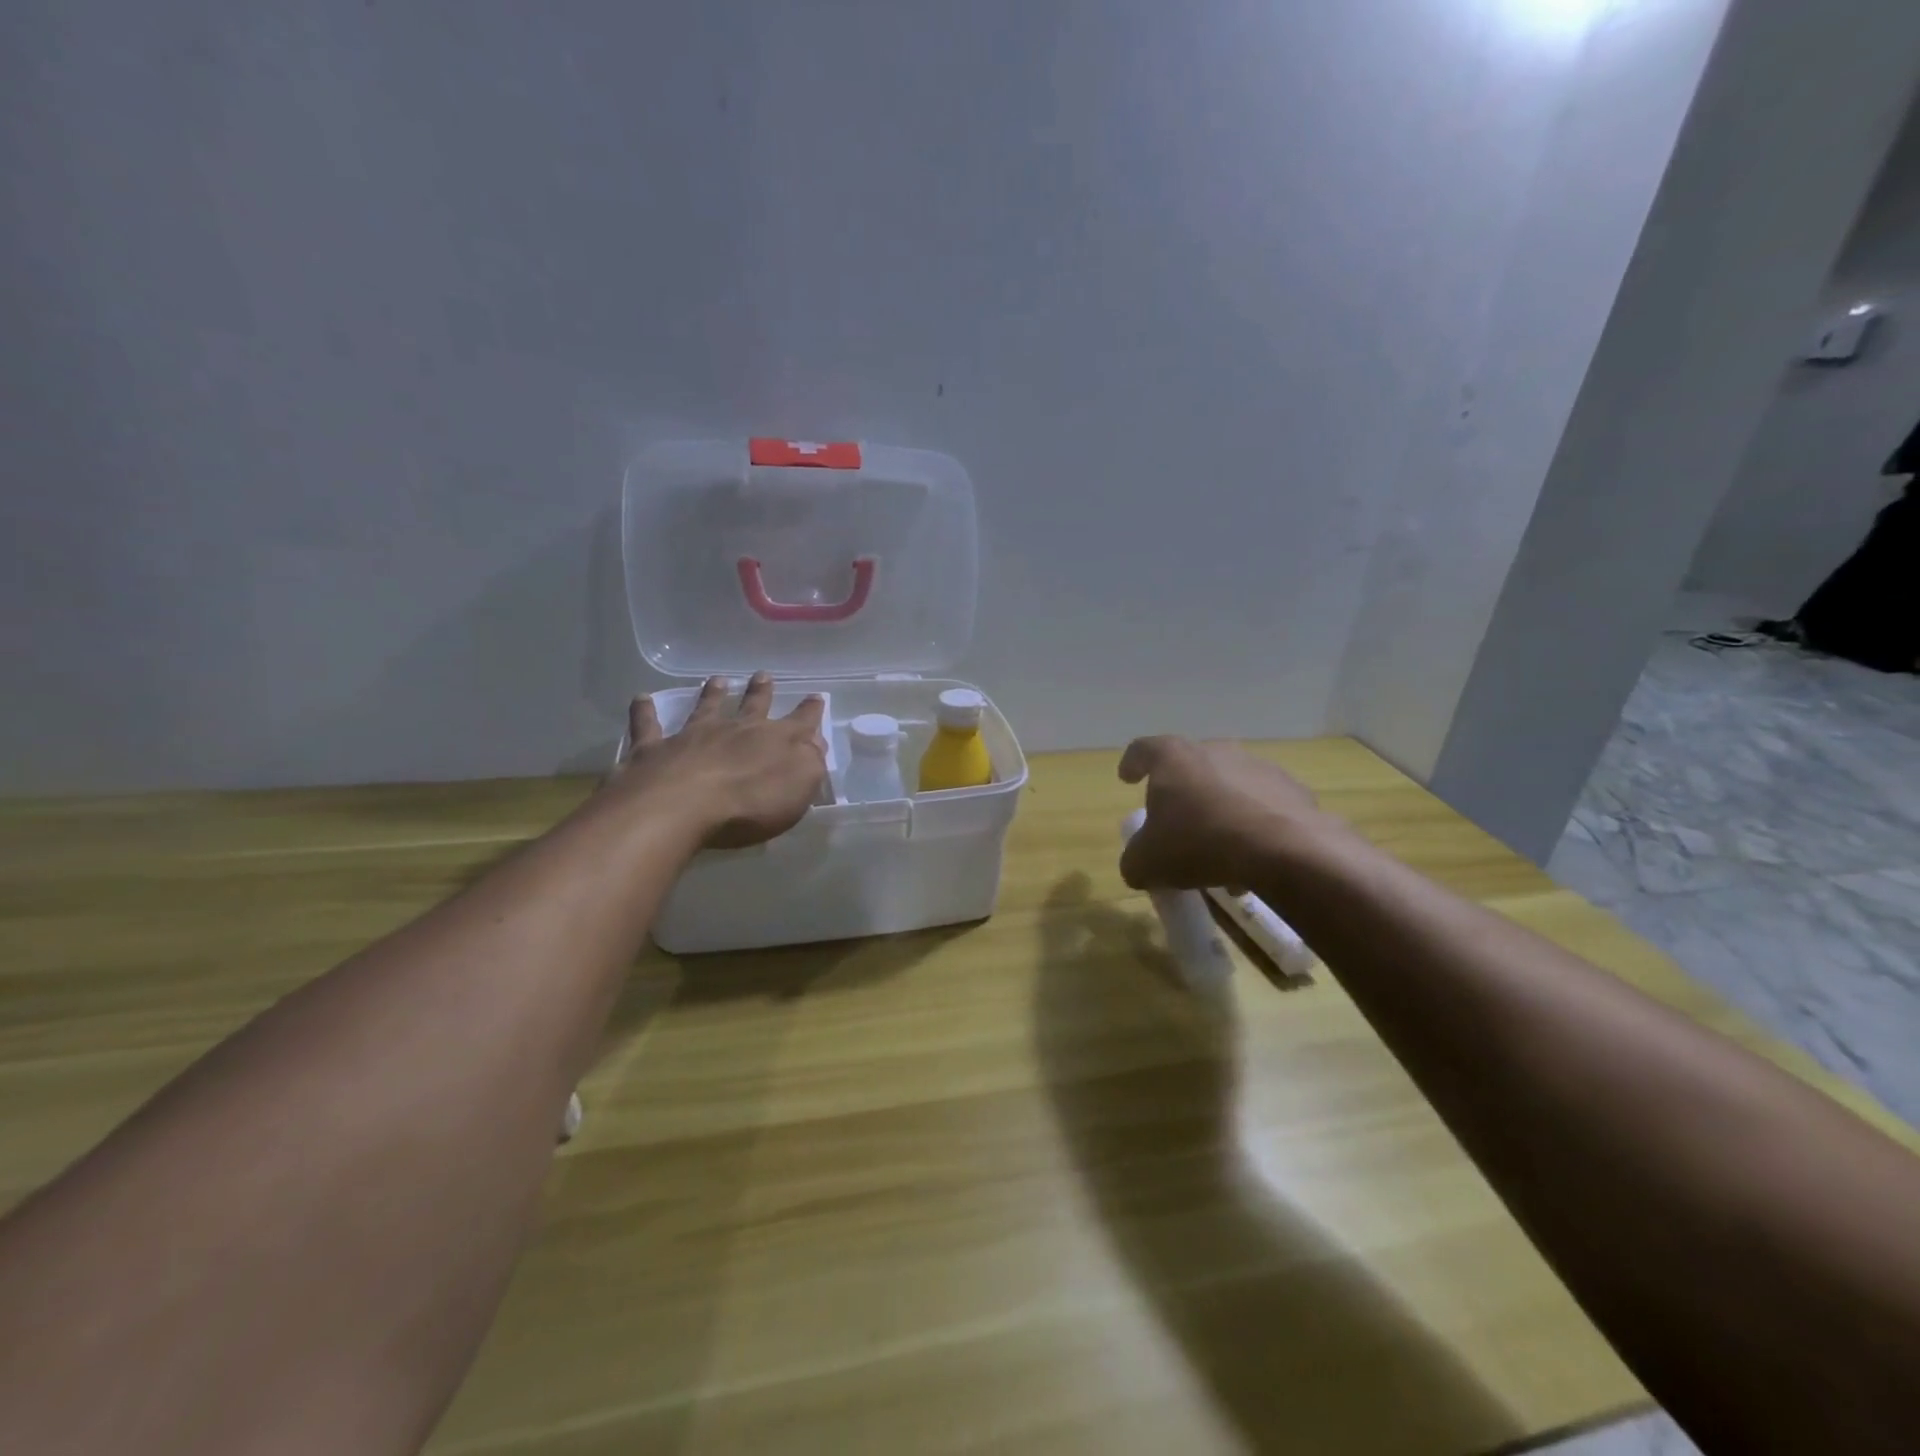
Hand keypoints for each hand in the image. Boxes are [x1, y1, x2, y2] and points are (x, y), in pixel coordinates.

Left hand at [611, 672, 827, 849]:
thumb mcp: (800, 785)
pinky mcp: (654, 750)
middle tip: (763, 675)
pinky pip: (648, 726)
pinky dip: (644, 712)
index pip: (801, 722)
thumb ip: (811, 761)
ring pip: (706, 708)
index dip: (810, 711)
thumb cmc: (751, 803)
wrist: (682, 805)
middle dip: (761, 692)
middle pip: (753, 706)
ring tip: (717, 680)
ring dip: (712, 694)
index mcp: (775, 741)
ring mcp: (693, 736)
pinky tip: (641, 699)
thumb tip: (815, 741)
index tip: (816, 697)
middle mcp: (736, 730)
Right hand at [1118, 737, 1341, 890]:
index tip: (1127, 779)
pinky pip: (1263, 806)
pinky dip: (1253, 826)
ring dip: (1220, 814)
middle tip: (1177, 826)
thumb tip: (1138, 866)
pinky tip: (1252, 858)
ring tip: (1219, 854)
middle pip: (1191, 768)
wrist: (1284, 850)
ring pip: (1229, 788)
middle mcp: (1216, 751)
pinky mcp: (1294, 790)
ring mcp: (1259, 767)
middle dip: (1183, 796)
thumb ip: (1135, 861)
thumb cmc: (1200, 843)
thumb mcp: (1149, 863)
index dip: (1132, 763)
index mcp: (1174, 758)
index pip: (1144, 750)